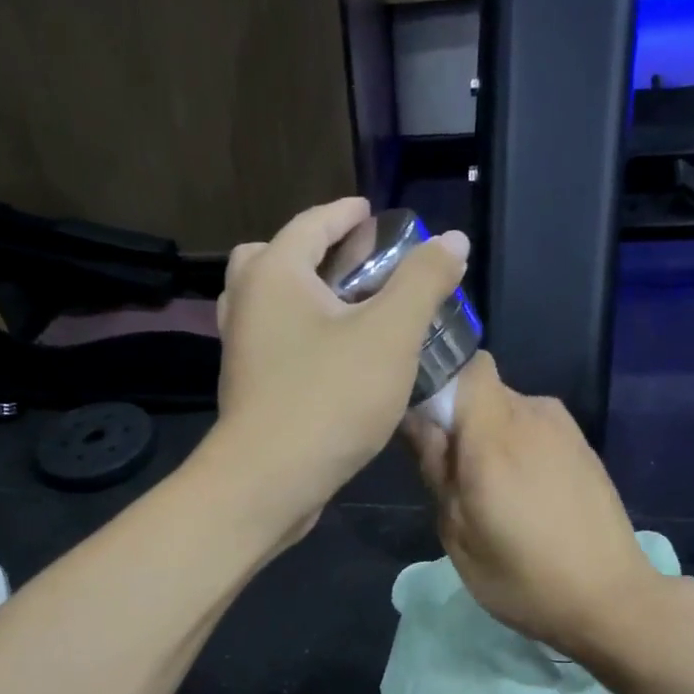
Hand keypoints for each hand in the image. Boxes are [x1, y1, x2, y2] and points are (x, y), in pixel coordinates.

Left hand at [209, 197, 468, 540]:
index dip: (345, 214)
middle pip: (273, 258)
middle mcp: (246, 304)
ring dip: (303, 296)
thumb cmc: (329, 398)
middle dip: (313, 252)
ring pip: (268, 304)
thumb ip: (423, 281)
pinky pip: (273, 342)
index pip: (310, 224)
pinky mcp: (248, 388)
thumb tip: (453, 239)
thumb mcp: (390, 334)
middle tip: (352, 262)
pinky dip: (299, 333)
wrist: (269, 480)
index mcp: (274, 275)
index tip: (372, 213)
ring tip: (349, 309)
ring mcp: (241, 350)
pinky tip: (335, 357)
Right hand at [406, 352, 657, 656]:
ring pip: (509, 411)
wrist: (612, 599)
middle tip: (453, 477)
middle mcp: (533, 415)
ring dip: (490, 438)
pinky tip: (526, 498)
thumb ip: (436, 468)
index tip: (424, 421)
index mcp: (495, 434)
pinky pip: (535, 430)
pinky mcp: (584, 448)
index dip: (440, 381)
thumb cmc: (522, 577)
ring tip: (491, 494)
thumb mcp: (458, 533)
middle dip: (460, 421)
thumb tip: (417, 421)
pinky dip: (519, 449)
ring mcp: (565, 429)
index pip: (466, 365)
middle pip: (483, 390)